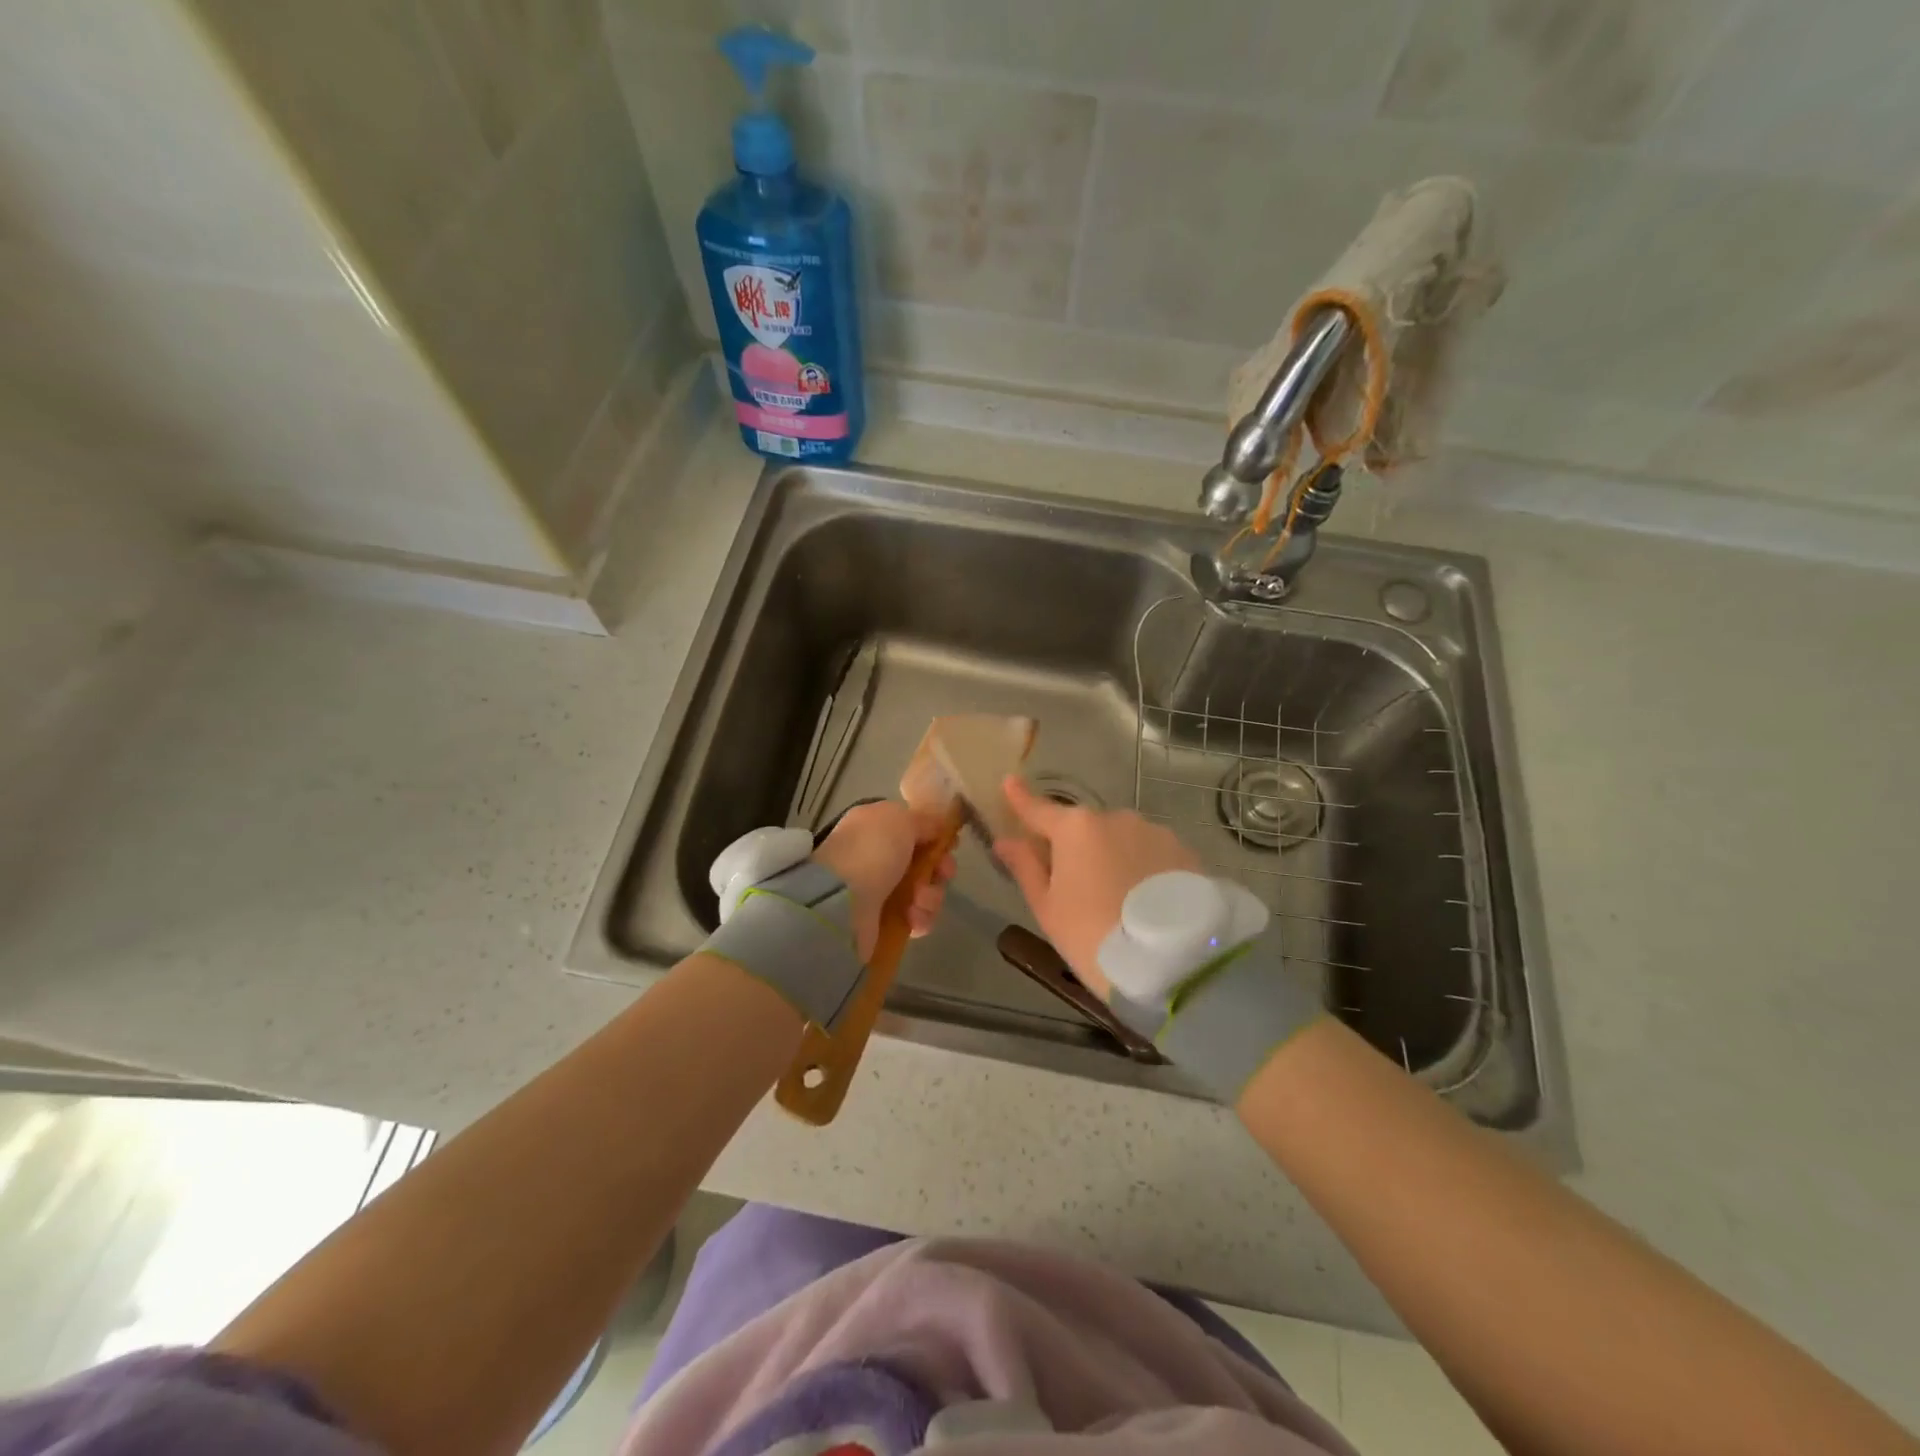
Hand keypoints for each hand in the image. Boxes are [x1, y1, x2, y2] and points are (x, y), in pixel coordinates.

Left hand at [812, 800, 955, 959]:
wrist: (840, 901)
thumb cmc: (872, 851)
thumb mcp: (900, 819)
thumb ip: (923, 820)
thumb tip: (937, 826)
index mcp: (875, 828)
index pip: (913, 831)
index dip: (936, 837)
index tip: (950, 844)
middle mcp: (876, 858)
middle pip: (924, 863)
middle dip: (940, 869)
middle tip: (943, 873)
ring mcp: (879, 893)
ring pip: (924, 892)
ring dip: (931, 896)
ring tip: (918, 901)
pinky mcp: (883, 923)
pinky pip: (916, 919)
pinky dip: (920, 918)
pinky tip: (913, 918)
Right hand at [994, 776, 1201, 999]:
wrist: (1173, 962)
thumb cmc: (1093, 936)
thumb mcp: (1048, 908)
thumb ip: (1026, 867)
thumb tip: (1005, 840)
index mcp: (1075, 828)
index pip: (1039, 809)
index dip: (1021, 799)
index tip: (1009, 782)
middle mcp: (1115, 818)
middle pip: (1083, 828)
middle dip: (1075, 847)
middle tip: (1073, 886)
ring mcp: (1154, 832)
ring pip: (1121, 839)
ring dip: (1112, 857)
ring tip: (1117, 900)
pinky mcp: (1184, 851)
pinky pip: (1150, 854)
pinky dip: (1142, 868)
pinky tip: (1144, 900)